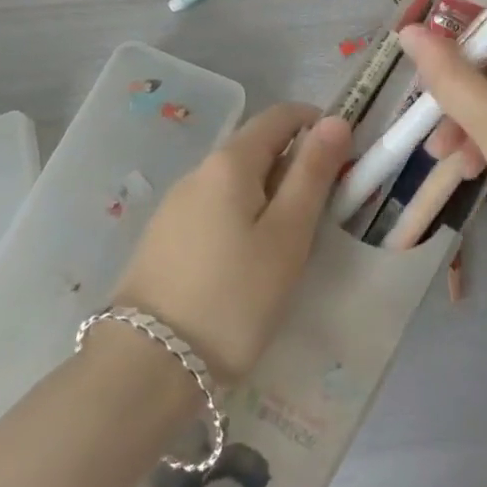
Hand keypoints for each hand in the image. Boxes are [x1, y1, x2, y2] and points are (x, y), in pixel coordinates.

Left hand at [112, 103, 350, 382]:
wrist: (143, 371)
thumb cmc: (232, 299)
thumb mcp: (287, 236)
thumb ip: (312, 173)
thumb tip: (336, 120)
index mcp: (230, 161)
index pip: (280, 115)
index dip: (316, 124)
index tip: (342, 158)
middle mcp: (198, 171)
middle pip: (256, 146)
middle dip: (294, 164)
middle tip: (321, 212)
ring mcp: (175, 205)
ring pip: (235, 181)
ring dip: (268, 194)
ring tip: (287, 245)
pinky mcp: (163, 239)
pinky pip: (214, 208)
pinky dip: (242, 217)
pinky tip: (246, 264)